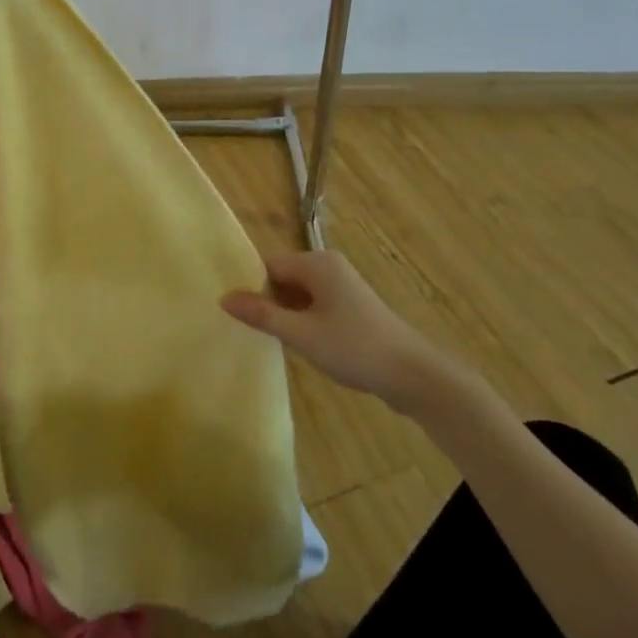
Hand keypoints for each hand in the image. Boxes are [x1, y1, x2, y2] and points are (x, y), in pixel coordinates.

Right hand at [221, 249, 463, 416]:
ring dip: (285, 312)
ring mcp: (342, 286)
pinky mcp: (351, 306)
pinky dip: (302, 319)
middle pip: (283, 276)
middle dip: (267, 300)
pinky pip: (314, 303)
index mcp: (317, 263)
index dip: (250, 286)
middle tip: (250, 329)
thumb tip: (223, 298)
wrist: (413, 375)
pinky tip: (299, 342)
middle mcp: (329, 266)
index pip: (268, 264)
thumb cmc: (354, 347)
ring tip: (270, 338)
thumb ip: (261, 315)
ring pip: (298, 292)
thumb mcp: (301, 333)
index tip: (235, 312)